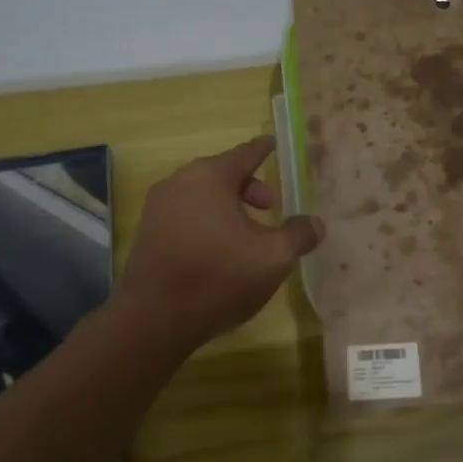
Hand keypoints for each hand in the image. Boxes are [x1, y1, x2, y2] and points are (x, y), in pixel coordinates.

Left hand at [117, 136, 323, 347]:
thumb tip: (315, 223)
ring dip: (227, 207)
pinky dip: (207, 222)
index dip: (263, 149)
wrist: (154, 319)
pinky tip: (219, 251)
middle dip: (249, 187)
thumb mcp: (273, 257)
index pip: (245, 154)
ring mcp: (158, 208)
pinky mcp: (147, 235)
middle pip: (221, 174)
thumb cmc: (219, 276)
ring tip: (246, 234)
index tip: (272, 142)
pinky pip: (185, 216)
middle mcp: (179, 182)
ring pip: (201, 196)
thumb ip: (299, 234)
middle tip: (269, 206)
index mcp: (210, 176)